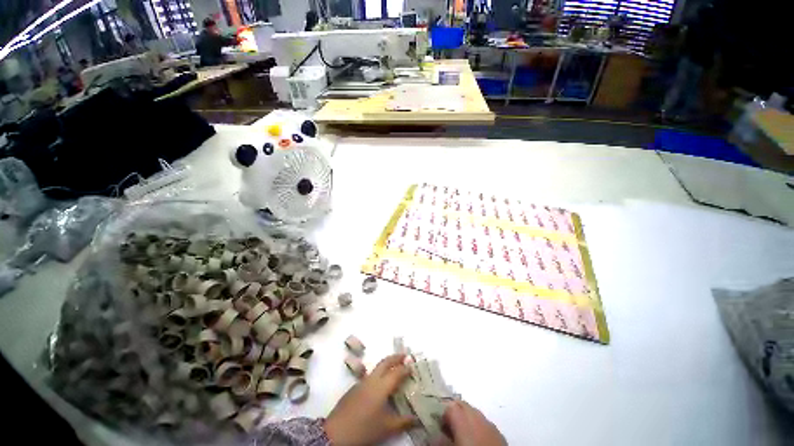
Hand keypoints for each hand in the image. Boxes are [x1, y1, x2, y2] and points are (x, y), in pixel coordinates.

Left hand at [324, 354, 416, 445]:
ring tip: (395, 368)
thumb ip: (403, 422)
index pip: (396, 372)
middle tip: (405, 355)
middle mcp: (372, 380)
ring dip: (387, 365)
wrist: (335, 433)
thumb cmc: (364, 428)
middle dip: (395, 357)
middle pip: (385, 362)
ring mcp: (361, 383)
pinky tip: (380, 384)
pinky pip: (370, 376)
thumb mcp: (386, 428)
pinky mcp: (354, 388)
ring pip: (377, 368)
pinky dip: (379, 374)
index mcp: (381, 386)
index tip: (413, 366)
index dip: (405, 368)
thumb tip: (417, 420)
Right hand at [442, 400, 505, 445]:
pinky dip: (478, 426)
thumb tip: (433, 436)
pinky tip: (476, 440)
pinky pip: (485, 423)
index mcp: (463, 419)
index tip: (437, 425)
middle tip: (447, 428)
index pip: (449, 406)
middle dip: (453, 412)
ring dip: (466, 419)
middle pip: (462, 405)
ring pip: (474, 413)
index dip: (441, 414)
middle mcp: (477, 416)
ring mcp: (491, 424)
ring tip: (461, 434)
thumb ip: (440, 441)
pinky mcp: (500, 434)